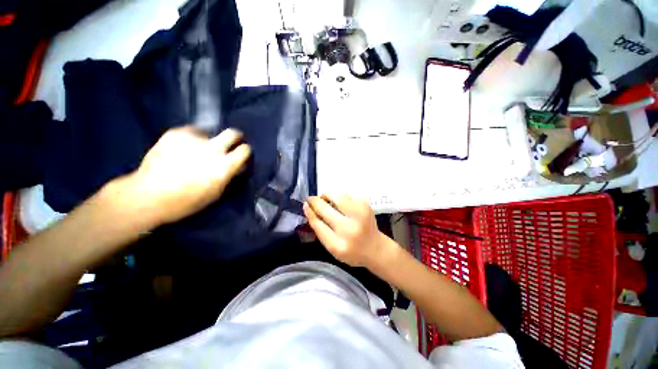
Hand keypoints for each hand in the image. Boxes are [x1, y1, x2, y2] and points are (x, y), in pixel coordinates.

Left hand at [110, 126, 250, 226]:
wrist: (148, 196)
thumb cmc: (187, 201)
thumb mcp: (216, 193)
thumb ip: (229, 176)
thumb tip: (238, 166)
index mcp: (224, 165)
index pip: (245, 150)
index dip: (245, 151)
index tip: (242, 153)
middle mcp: (212, 149)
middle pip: (232, 133)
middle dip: (235, 137)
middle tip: (230, 142)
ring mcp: (193, 139)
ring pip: (209, 133)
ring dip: (208, 141)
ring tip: (197, 151)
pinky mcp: (175, 134)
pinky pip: (190, 132)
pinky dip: (191, 138)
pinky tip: (182, 148)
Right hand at [303, 194, 389, 266]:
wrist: (375, 248)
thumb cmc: (351, 251)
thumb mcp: (332, 247)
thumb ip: (320, 230)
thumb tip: (309, 208)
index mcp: (338, 245)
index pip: (318, 224)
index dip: (310, 212)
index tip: (305, 204)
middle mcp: (349, 229)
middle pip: (325, 209)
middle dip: (315, 201)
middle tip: (312, 199)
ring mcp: (359, 215)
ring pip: (336, 196)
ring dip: (328, 196)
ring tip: (327, 200)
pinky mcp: (365, 205)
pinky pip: (347, 194)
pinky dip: (340, 196)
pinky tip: (342, 204)